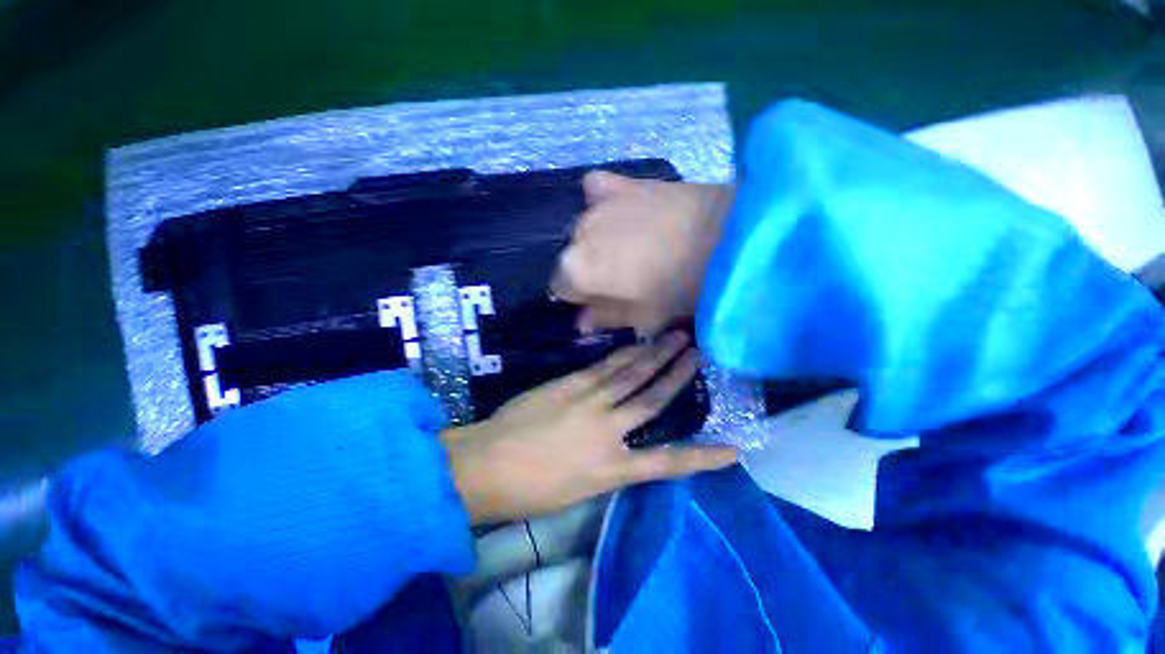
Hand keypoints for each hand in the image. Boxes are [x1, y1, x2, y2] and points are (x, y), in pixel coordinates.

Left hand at [442, 332, 737, 524]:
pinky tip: (635, 345)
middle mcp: (608, 429)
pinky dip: (622, 355)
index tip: (733, 448)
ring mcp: (588, 400)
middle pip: (652, 397)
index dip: (703, 457)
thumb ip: (606, 463)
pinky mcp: (570, 384)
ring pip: (631, 374)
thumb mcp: (578, 489)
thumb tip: (622, 442)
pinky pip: (603, 367)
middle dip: (678, 374)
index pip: (668, 463)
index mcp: (612, 468)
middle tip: (697, 351)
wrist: (486, 465)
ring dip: (655, 355)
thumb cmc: (530, 489)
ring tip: (675, 337)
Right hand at [552, 172, 733, 333]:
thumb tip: (581, 322)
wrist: (728, 237)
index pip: (560, 287)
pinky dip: (603, 203)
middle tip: (624, 276)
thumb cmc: (680, 288)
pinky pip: (597, 190)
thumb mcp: (642, 317)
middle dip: (590, 270)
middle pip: (573, 257)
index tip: (604, 301)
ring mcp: (599, 204)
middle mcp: (578, 232)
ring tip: (631, 246)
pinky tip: (620, 212)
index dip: (581, 297)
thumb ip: (605, 318)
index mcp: (577, 269)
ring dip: (599, 241)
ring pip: (586, 229)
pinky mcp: (623, 183)